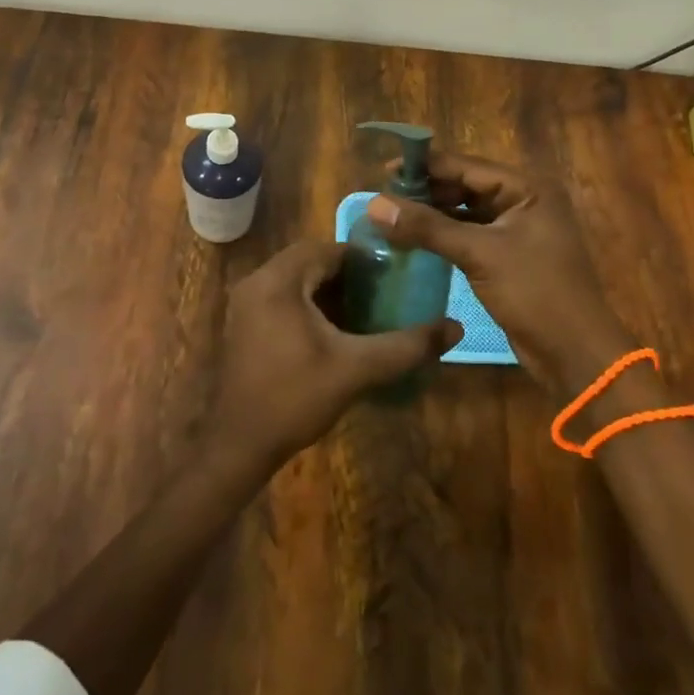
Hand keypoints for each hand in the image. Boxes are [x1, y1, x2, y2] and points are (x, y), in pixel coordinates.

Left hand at [204, 240, 462, 468]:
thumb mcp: (356, 369)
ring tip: (363, 311)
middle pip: (309, 262)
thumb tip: (454, 328)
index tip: (391, 276)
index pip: (326, 249)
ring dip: (326, 290)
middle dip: (346, 275)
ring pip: (294, 280)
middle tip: (380, 294)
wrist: (239, 445)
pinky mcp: (243, 325)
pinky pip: (281, 299)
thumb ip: (405, 346)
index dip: (361, 259)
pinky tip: (332, 333)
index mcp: (278, 281)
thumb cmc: (295, 398)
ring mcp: (245, 304)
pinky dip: (307, 305)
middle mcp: (256, 282)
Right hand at [366, 153, 638, 399]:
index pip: (466, 166)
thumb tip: (375, 204)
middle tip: (384, 198)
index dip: (425, 166)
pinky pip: (470, 235)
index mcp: (527, 188)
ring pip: (465, 212)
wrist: (575, 353)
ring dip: (432, 214)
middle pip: (465, 186)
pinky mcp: (509, 256)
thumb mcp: (478, 254)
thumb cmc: (535, 292)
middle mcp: (524, 201)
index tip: (384, 172)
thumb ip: (427, 226)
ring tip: (392, 217)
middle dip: (426, 191)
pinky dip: (444, 235)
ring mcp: (518, 230)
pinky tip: (415, 240)